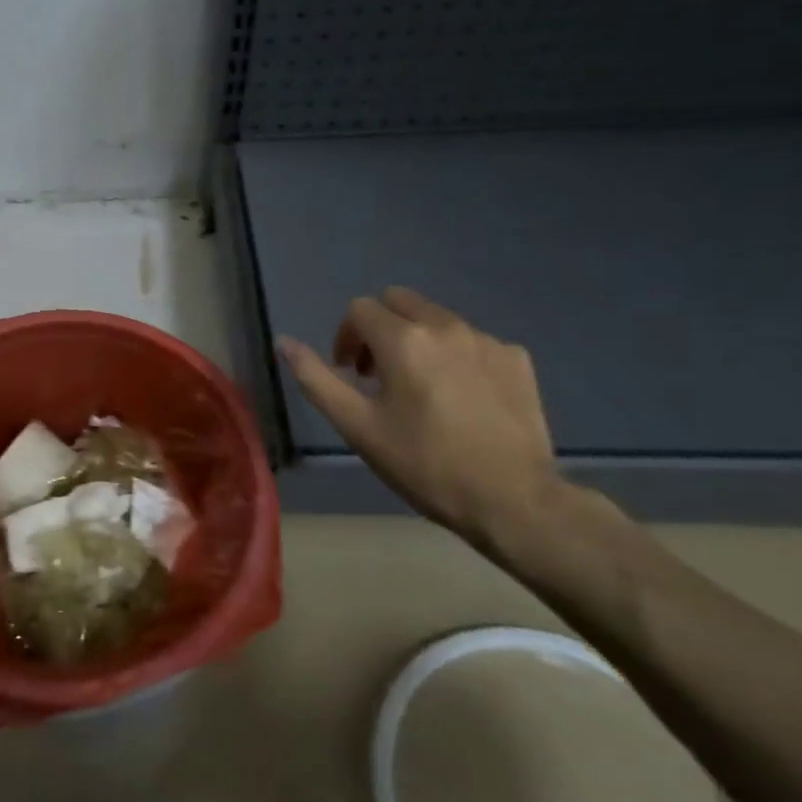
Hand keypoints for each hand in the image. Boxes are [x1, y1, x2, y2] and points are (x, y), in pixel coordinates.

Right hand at [276, 287, 572, 548]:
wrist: (513, 500)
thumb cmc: (424, 464)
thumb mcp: (357, 426)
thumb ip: (316, 378)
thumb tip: (284, 342)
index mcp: (403, 339)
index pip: (359, 309)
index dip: (345, 337)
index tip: (350, 374)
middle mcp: (446, 326)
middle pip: (399, 301)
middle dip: (379, 329)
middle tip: (378, 375)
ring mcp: (487, 340)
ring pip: (437, 319)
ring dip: (417, 341)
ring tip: (420, 389)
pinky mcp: (516, 359)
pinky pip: (472, 341)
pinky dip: (456, 357)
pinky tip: (460, 397)